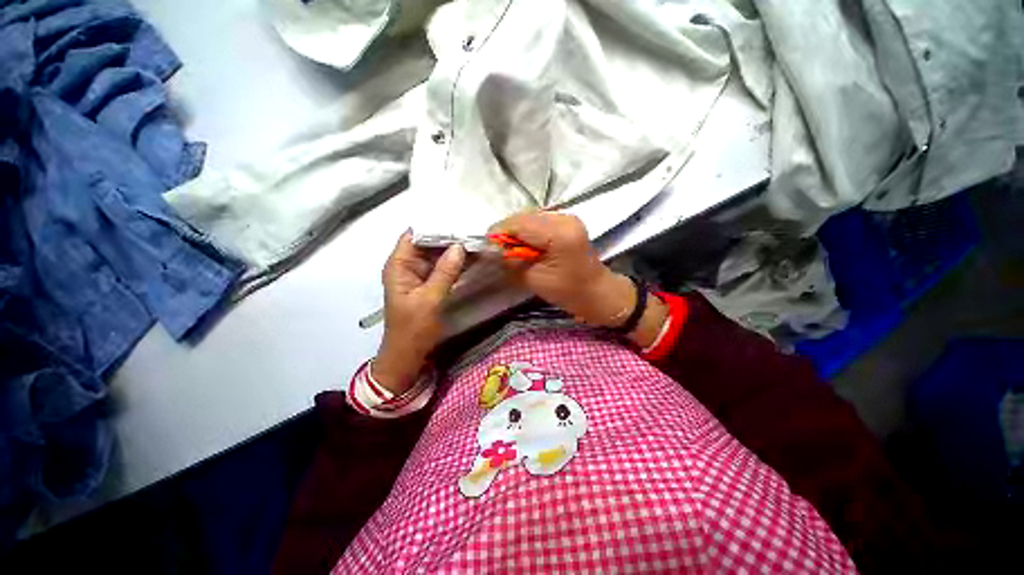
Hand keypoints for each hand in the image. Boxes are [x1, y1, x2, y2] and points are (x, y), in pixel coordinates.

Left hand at [374, 231, 465, 393]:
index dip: (435, 231)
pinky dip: (456, 265)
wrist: (409, 354)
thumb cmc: (414, 328)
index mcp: (399, 265)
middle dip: (450, 241)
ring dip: (455, 252)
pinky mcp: (429, 284)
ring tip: (478, 246)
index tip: (459, 230)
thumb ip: (444, 272)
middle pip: (428, 245)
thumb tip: (459, 247)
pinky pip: (443, 269)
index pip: (414, 237)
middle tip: (475, 238)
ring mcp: (419, 275)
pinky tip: (472, 261)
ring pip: (438, 256)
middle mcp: (407, 266)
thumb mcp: (429, 299)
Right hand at [488, 212, 635, 325]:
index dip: (499, 233)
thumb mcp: (534, 279)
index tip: (487, 248)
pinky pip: (539, 220)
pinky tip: (527, 245)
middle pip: (523, 216)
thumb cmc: (568, 291)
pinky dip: (528, 231)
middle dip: (507, 232)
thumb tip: (493, 249)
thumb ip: (511, 261)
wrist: (597, 293)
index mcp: (558, 232)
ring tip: (512, 249)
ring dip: (517, 231)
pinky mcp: (566, 221)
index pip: (518, 223)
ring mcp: (566, 216)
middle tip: (499, 251)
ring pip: (530, 216)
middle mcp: (563, 217)